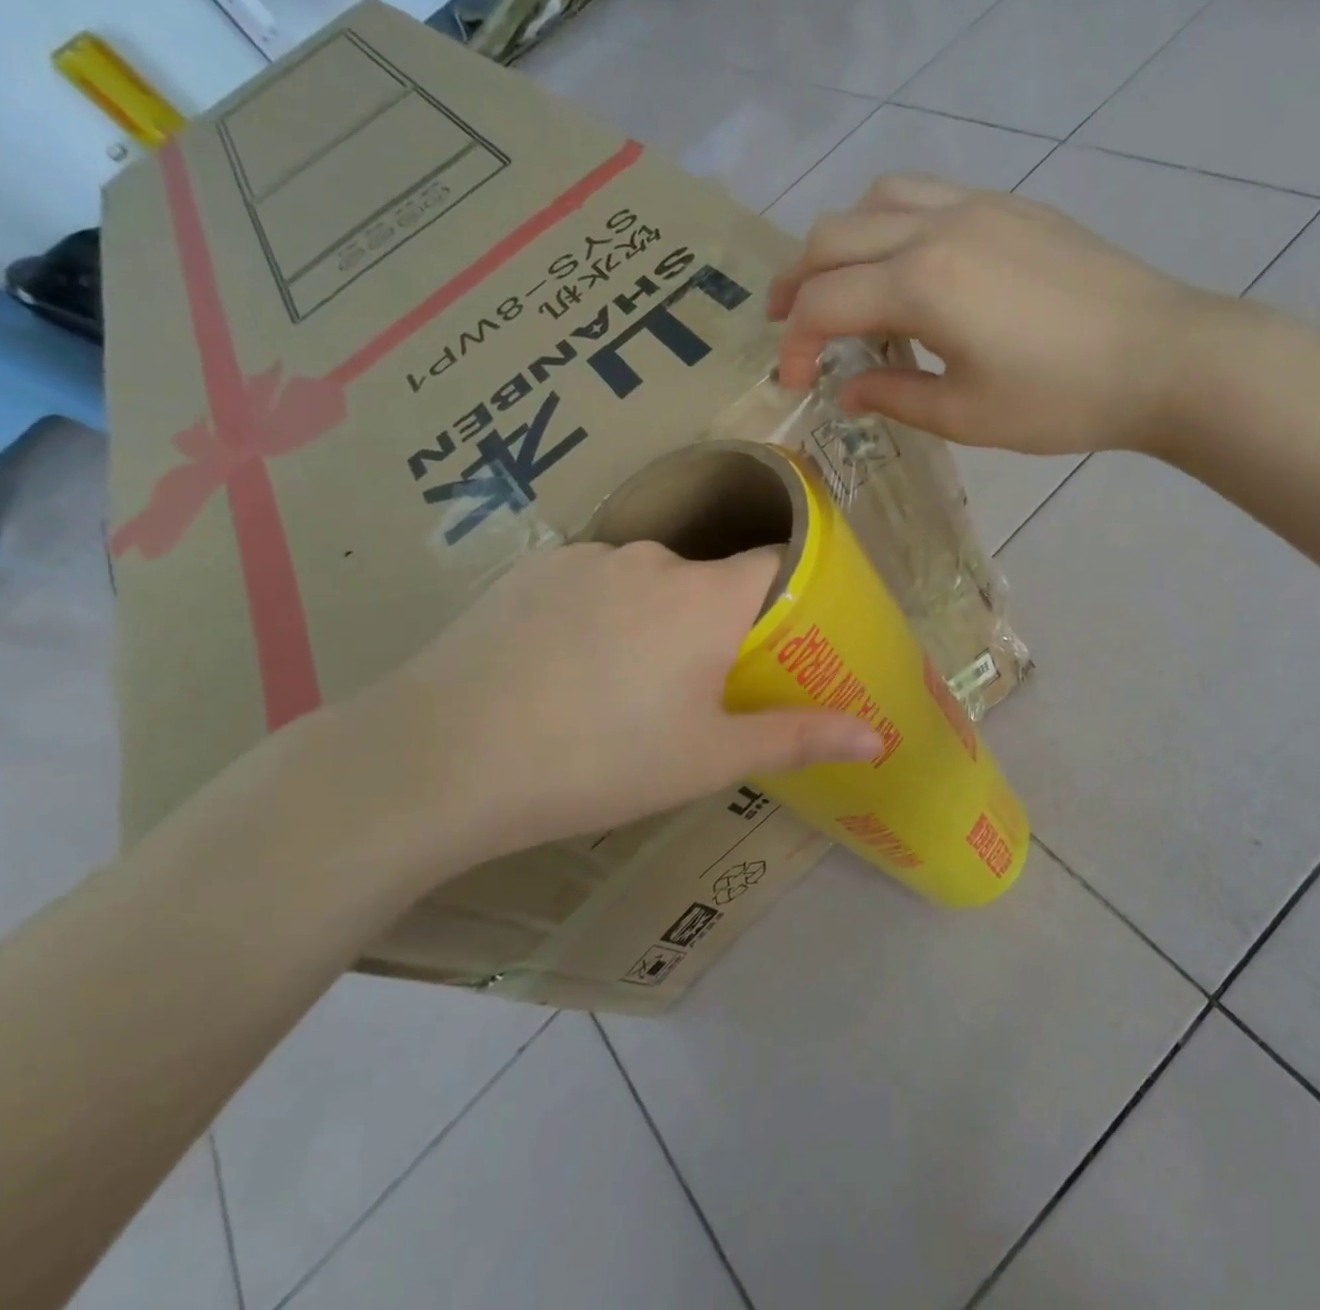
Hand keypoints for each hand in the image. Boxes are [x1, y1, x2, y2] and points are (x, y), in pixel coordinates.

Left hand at [336, 542, 880, 881]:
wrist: (440, 760)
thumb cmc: (599, 763)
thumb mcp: (708, 760)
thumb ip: (799, 738)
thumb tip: (879, 738)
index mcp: (707, 597)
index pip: (778, 563)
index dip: (792, 595)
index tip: (786, 641)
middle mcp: (654, 559)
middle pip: (712, 578)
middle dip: (719, 624)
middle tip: (697, 690)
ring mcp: (587, 558)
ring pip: (650, 581)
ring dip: (657, 619)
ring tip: (623, 688)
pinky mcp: (534, 569)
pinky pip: (594, 582)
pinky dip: (602, 612)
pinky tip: (566, 667)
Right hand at [770, 175, 1255, 454]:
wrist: (1163, 356)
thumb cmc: (1062, 399)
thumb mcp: (966, 415)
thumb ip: (893, 397)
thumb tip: (847, 391)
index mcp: (922, 284)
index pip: (824, 303)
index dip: (797, 345)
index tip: (795, 383)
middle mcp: (937, 226)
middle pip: (833, 237)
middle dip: (796, 282)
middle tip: (789, 326)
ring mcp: (976, 206)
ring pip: (876, 200)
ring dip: (840, 242)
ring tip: (837, 285)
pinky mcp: (1009, 205)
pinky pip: (924, 194)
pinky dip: (888, 223)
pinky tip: (903, 264)